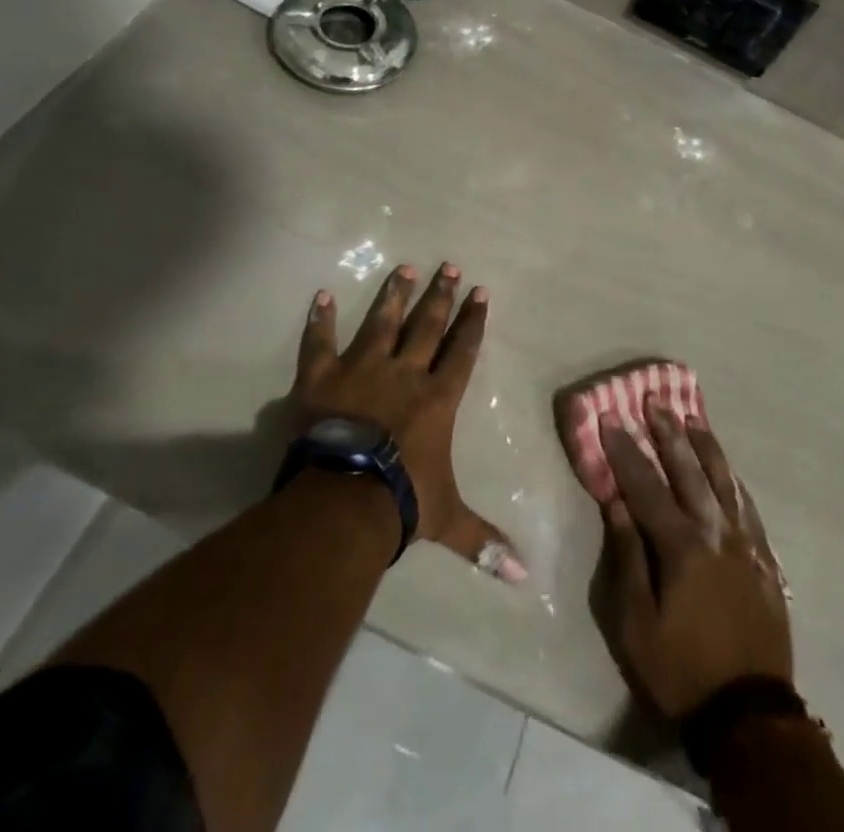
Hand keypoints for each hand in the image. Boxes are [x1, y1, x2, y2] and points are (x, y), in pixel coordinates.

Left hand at [293, 264, 526, 582]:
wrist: (342, 499)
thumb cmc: (401, 501)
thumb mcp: (447, 521)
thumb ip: (482, 541)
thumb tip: (524, 577)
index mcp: (436, 399)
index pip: (462, 351)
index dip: (472, 321)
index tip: (480, 292)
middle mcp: (404, 373)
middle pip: (426, 326)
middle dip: (440, 296)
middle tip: (449, 266)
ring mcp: (361, 369)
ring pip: (382, 322)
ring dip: (394, 294)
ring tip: (404, 267)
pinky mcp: (321, 376)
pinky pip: (319, 342)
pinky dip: (319, 319)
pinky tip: (320, 295)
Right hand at [601, 396, 792, 718]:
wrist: (749, 715)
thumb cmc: (681, 669)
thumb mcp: (637, 623)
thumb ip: (628, 556)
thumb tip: (616, 503)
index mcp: (681, 546)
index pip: (646, 485)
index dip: (625, 450)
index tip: (609, 417)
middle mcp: (716, 532)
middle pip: (688, 470)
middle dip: (667, 432)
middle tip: (654, 399)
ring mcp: (746, 544)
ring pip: (724, 481)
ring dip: (705, 446)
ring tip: (692, 417)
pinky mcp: (765, 560)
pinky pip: (748, 507)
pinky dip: (734, 481)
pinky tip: (727, 469)